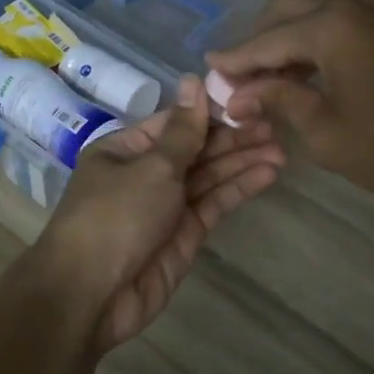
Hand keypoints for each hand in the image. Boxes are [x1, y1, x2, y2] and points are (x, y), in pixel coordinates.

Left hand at [38, 76, 285, 348]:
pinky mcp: (184, 235)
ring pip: (208, 177)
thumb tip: (193, 79)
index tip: (248, 101)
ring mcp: (166, 206)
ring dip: (242, 162)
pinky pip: (214, 204)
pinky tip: (268, 174)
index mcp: (126, 150)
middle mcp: (145, 174)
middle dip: (233, 138)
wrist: (92, 294)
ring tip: (281, 149)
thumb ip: (183, 130)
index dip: (210, 112)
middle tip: (274, 125)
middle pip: (195, 149)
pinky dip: (239, 189)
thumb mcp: (151, 166)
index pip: (174, 123)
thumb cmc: (115, 215)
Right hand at [207, 0, 373, 209]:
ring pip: (315, 14)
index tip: (205, 72)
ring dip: (287, 42)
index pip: (265, 40)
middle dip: (258, 42)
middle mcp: (354, 3)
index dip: (233, 60)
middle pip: (287, 12)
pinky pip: (342, 24)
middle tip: (236, 78)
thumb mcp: (326, 131)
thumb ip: (279, 100)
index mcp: (332, 25)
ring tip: (265, 81)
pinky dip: (316, 43)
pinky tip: (305, 74)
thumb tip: (239, 93)